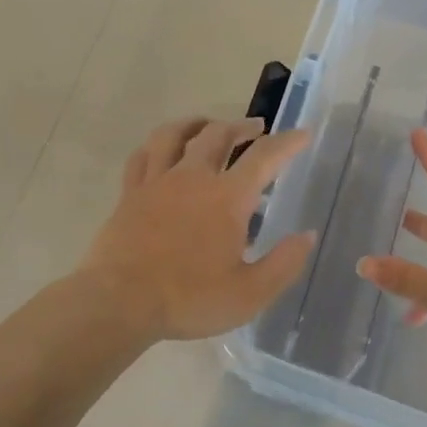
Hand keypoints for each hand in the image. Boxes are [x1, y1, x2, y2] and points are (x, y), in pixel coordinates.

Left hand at [79, 117, 315, 344]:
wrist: (120, 302)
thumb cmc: (189, 299)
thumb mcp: (249, 294)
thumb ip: (283, 263)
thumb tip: (307, 235)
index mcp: (227, 198)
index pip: (264, 157)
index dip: (287, 142)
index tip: (303, 134)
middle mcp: (192, 177)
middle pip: (218, 134)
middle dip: (241, 126)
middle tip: (255, 128)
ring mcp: (157, 182)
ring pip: (175, 134)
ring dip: (196, 124)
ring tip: (207, 125)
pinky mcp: (130, 193)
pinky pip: (142, 156)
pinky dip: (157, 145)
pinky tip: (161, 148)